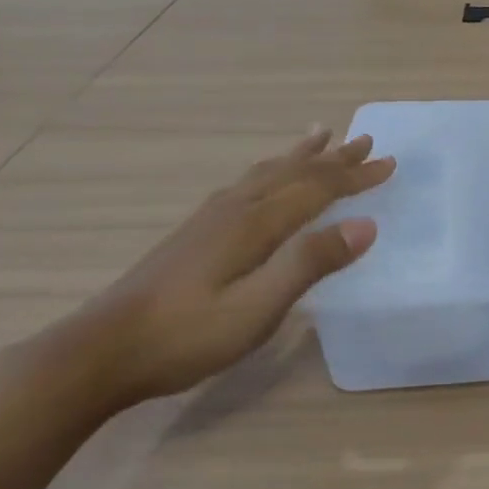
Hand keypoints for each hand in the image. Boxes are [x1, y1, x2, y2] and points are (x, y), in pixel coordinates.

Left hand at [61, 127, 393, 410]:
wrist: (99, 352)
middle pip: (294, 173)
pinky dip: (270, 170)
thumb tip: (366, 225)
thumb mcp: (258, 307)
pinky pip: (247, 184)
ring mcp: (210, 219)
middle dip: (334, 158)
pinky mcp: (194, 233)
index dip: (355, 176)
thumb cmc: (186, 335)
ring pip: (266, 174)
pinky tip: (262, 179)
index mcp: (255, 224)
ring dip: (300, 156)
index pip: (317, 189)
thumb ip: (310, 263)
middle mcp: (235, 210)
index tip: (390, 163)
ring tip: (319, 135)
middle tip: (365, 139)